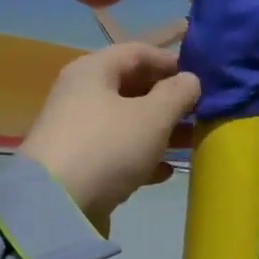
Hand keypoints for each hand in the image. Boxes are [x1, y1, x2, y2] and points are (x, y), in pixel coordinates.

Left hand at [21, 43, 200, 229]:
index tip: (202, 78)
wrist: (56, 205)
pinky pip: (118, 152)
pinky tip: (166, 171)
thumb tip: (191, 80)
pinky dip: (142, 158)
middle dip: (169, 99)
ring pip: (128, 122)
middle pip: (133, 88)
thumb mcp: (152, 117)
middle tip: (203, 112)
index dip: (172, 62)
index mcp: (93, 71)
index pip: (138, 53)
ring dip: (161, 130)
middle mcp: (82, 95)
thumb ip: (177, 94)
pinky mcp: (80, 165)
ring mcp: (79, 132)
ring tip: (193, 142)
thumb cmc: (107, 147)